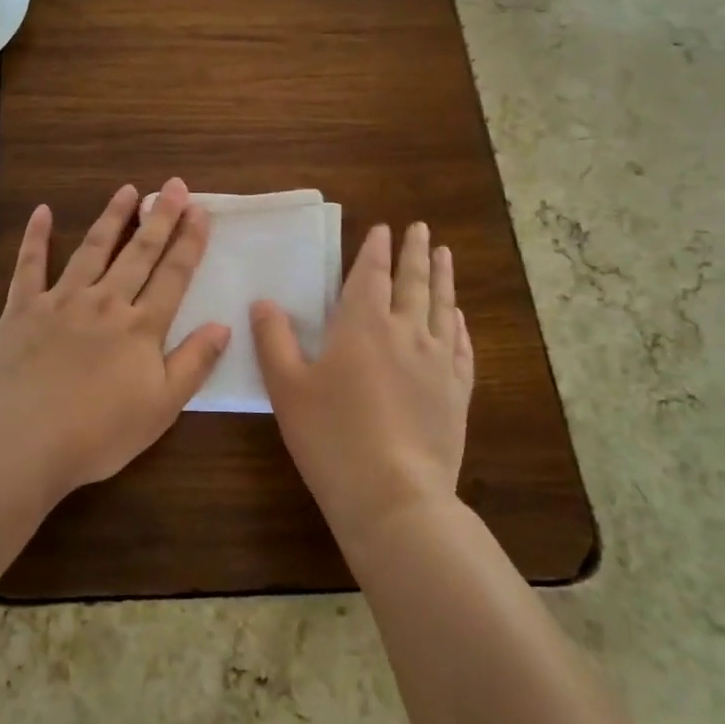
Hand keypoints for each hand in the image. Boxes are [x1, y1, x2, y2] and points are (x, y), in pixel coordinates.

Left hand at [0, 178, 229, 497]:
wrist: (23, 439)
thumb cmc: (98, 432)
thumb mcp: (161, 407)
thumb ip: (194, 363)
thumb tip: (223, 325)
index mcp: (141, 327)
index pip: (173, 275)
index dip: (189, 241)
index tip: (199, 210)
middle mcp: (105, 302)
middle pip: (138, 253)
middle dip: (159, 217)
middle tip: (173, 185)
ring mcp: (62, 301)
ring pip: (92, 249)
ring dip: (111, 217)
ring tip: (127, 190)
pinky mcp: (24, 308)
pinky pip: (30, 265)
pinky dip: (36, 237)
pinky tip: (42, 211)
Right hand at [252, 222, 473, 542]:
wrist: (393, 495)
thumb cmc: (330, 436)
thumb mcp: (286, 387)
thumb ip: (273, 340)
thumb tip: (263, 302)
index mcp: (362, 326)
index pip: (371, 275)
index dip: (376, 250)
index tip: (384, 229)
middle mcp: (406, 333)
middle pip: (413, 283)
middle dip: (415, 253)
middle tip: (421, 228)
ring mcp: (438, 362)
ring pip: (443, 307)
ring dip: (443, 278)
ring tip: (445, 255)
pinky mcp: (457, 392)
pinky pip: (461, 347)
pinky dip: (460, 325)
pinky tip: (459, 318)